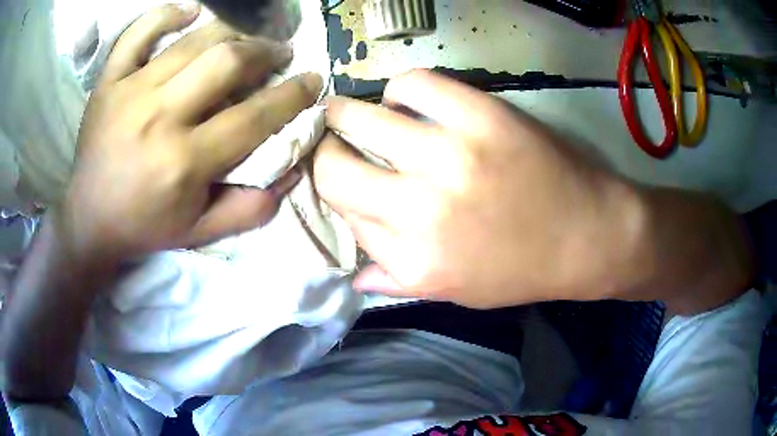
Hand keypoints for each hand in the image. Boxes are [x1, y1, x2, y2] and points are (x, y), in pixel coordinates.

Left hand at [60, 4, 322, 262]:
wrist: (88, 220)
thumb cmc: (144, 226)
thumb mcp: (200, 232)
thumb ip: (249, 208)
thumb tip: (293, 171)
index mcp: (184, 162)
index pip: (254, 116)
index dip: (293, 94)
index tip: (311, 80)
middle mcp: (159, 117)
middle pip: (227, 61)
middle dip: (265, 51)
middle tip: (278, 53)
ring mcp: (130, 91)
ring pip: (193, 40)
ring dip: (231, 32)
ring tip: (245, 39)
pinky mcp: (109, 81)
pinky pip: (140, 32)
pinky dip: (167, 15)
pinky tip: (189, 13)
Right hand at [314, 70, 644, 308]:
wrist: (587, 235)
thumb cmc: (521, 269)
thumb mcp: (455, 292)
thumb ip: (397, 282)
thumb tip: (353, 273)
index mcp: (411, 259)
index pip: (342, 213)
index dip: (339, 193)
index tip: (347, 181)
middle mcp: (417, 209)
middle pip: (332, 166)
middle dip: (326, 150)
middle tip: (336, 140)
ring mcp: (448, 155)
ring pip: (359, 117)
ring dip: (349, 114)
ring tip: (365, 116)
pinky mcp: (479, 115)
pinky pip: (411, 84)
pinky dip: (401, 90)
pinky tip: (411, 102)